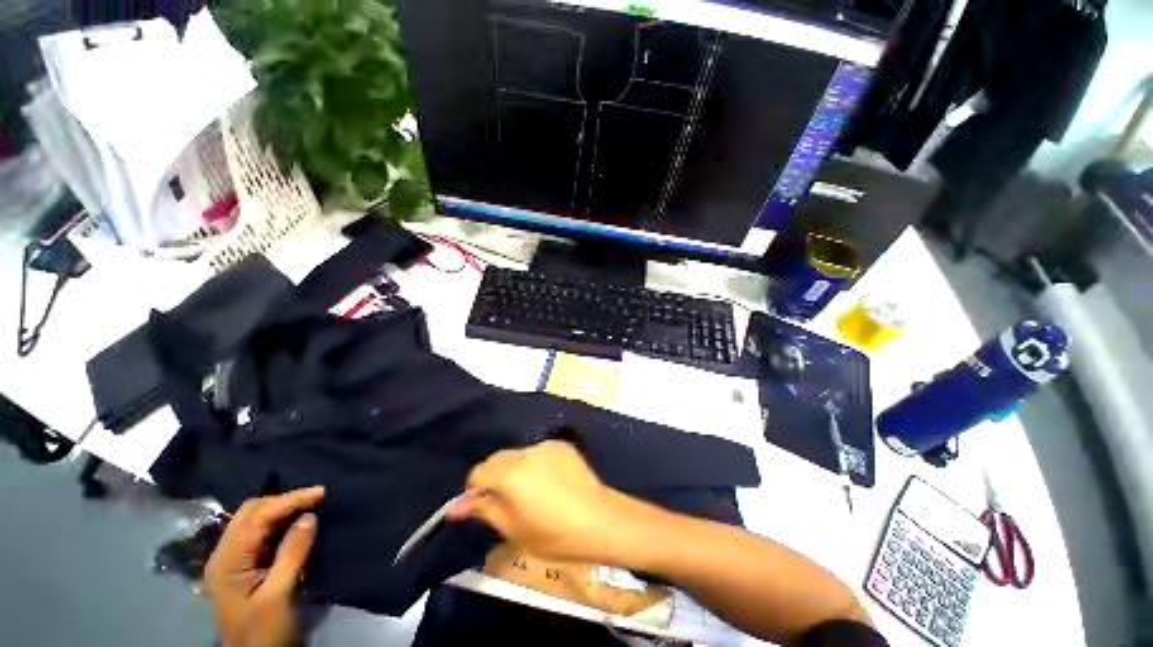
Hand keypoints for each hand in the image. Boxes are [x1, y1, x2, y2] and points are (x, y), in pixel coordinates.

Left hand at [205, 486, 324, 646]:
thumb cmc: (264, 631)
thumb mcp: (279, 594)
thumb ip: (292, 553)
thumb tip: (310, 516)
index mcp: (227, 561)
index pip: (257, 517)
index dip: (289, 501)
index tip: (322, 492)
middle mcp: (226, 554)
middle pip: (252, 513)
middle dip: (284, 501)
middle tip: (317, 498)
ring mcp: (234, 560)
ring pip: (256, 520)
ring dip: (283, 510)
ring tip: (312, 506)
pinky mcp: (246, 566)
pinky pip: (263, 533)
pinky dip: (282, 523)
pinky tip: (299, 522)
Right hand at [446, 440, 633, 563]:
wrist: (599, 519)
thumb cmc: (553, 533)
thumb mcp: (512, 528)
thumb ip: (483, 510)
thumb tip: (454, 507)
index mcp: (510, 472)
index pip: (478, 472)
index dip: (475, 491)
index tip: (483, 508)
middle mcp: (525, 451)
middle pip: (498, 459)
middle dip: (495, 478)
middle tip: (506, 503)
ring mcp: (546, 446)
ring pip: (519, 455)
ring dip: (516, 470)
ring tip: (531, 493)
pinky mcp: (562, 445)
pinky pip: (539, 453)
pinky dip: (536, 465)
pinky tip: (550, 483)